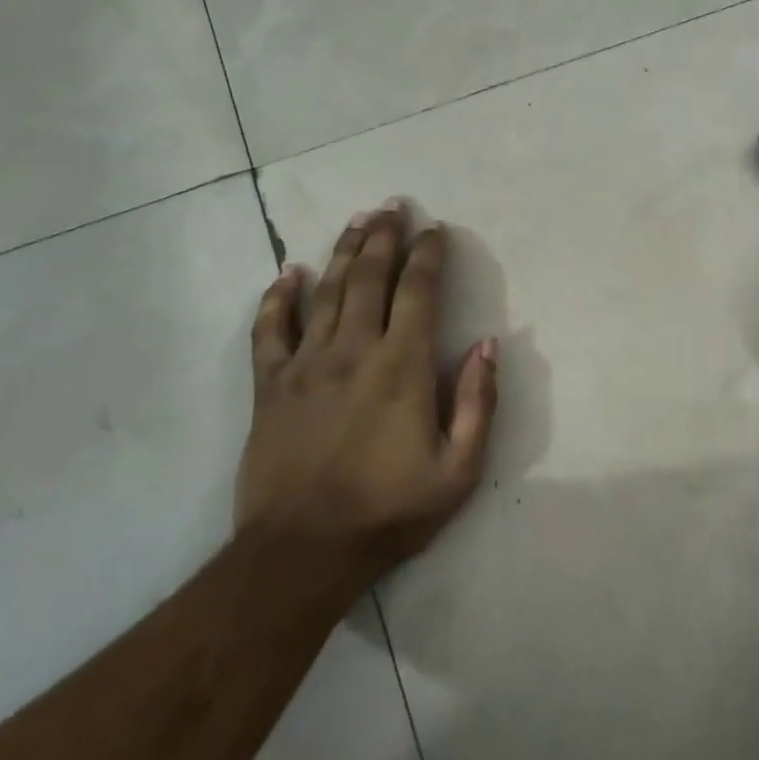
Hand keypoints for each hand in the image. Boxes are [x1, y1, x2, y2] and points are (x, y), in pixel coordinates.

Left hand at [239, 202, 497, 580]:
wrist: (302, 553)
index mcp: (401, 366)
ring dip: (343, 252)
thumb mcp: (459, 470)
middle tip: (393, 205)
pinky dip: (277, 298)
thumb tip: (489, 344)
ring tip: (357, 221)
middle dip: (384, 236)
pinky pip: (269, 330)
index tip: (436, 229)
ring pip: (325, 292)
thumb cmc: (389, 511)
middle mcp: (353, 350)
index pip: (419, 292)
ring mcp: (306, 365)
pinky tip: (287, 274)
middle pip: (369, 277)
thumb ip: (477, 402)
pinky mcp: (270, 386)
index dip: (429, 255)